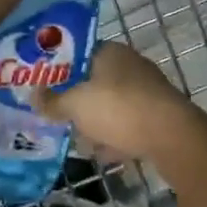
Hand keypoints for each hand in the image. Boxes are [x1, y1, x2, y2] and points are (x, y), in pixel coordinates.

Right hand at [36, 41, 195, 161]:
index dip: (62, 71)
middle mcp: (131, 64)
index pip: (80, 54)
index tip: (47, 90)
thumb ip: (53, 101)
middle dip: (80, 101)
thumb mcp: (76, 105)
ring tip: (81, 141)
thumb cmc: (118, 109)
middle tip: (62, 118)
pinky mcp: (160, 114)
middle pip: (96, 81)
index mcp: (110, 52)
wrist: (171, 136)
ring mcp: (148, 89)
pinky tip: (106, 154)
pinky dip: (117, 136)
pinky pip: (130, 123)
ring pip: (114, 104)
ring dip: (98, 122)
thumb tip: (34, 96)